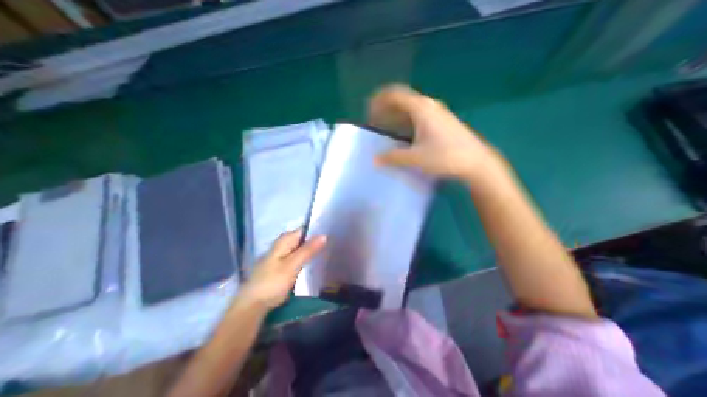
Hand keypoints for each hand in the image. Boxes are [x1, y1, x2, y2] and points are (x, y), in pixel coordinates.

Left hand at [238, 229, 325, 309]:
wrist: (253, 305)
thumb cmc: (272, 282)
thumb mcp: (292, 265)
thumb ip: (308, 250)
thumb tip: (324, 235)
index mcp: (285, 240)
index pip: (305, 229)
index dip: (318, 231)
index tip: (332, 235)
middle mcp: (284, 244)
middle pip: (304, 239)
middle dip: (317, 241)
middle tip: (333, 246)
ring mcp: (283, 255)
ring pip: (302, 249)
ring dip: (313, 251)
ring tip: (329, 252)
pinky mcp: (283, 266)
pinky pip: (299, 258)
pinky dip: (307, 259)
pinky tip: (316, 263)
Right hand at [368, 85, 505, 180]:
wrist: (476, 161)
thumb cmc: (445, 156)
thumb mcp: (416, 158)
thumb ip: (393, 157)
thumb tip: (375, 159)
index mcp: (421, 108)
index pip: (395, 94)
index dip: (379, 100)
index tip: (368, 111)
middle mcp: (428, 105)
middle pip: (402, 99)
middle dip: (386, 108)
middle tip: (375, 121)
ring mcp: (437, 112)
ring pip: (410, 108)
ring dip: (396, 115)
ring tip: (386, 128)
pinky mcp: (442, 121)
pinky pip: (418, 115)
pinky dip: (406, 121)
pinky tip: (403, 134)